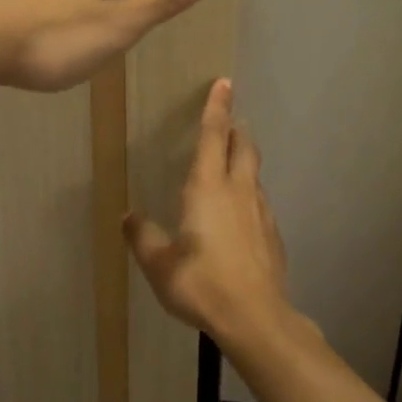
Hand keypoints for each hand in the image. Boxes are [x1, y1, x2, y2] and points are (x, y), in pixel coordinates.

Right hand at [124, 79, 291, 341]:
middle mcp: (238, 192)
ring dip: (244, 161)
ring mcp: (261, 213)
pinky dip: (250, 194)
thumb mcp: (159, 264)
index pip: (214, 136)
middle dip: (236, 130)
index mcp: (208, 189)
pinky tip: (241, 215)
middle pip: (243, 147)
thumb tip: (128, 216)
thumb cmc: (202, 284)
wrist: (256, 318)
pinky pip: (260, 202)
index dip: (216, 108)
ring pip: (255, 174)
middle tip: (229, 122)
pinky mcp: (273, 235)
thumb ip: (142, 236)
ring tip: (232, 165)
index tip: (224, 83)